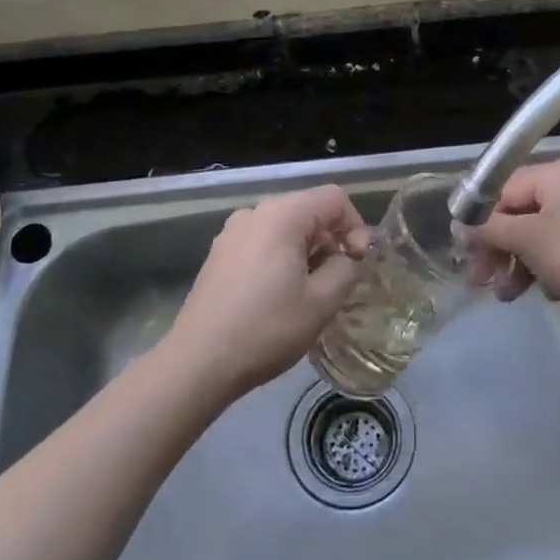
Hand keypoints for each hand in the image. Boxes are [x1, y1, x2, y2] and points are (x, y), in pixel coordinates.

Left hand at [166, 185, 371, 398]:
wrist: (199, 361)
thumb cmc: (267, 328)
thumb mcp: (322, 301)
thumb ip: (347, 268)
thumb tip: (349, 257)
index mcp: (282, 214)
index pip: (334, 199)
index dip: (356, 227)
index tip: (359, 263)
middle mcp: (254, 213)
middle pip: (309, 211)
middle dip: (332, 241)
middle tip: (338, 282)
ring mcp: (232, 233)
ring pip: (285, 229)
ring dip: (307, 253)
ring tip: (310, 293)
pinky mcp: (219, 255)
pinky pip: (263, 244)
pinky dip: (282, 260)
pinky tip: (279, 297)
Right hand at [466, 157, 559, 304]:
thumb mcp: (527, 239)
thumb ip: (489, 230)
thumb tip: (459, 228)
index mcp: (557, 172)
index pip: (504, 189)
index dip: (481, 220)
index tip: (466, 251)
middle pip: (520, 213)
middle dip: (499, 249)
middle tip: (482, 280)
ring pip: (539, 235)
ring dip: (518, 264)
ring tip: (507, 295)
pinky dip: (546, 267)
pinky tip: (544, 292)